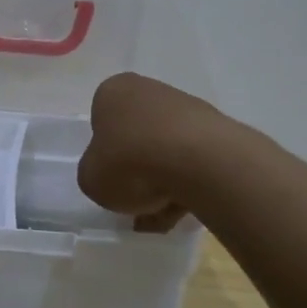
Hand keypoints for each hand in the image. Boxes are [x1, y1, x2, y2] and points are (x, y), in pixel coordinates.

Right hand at [78, 73, 223, 231]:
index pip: (101, 121)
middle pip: (137, 136)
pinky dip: (187, 185)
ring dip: (163, 183)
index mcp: (113, 92)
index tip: (111, 178)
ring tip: (162, 217)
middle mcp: (149, 90)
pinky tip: (185, 210)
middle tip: (136, 202)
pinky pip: (192, 162)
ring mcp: (186, 108)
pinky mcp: (215, 129)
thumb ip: (94, 173)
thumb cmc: (130, 163)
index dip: (104, 154)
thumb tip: (111, 174)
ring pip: (166, 151)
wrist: (198, 162)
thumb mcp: (90, 179)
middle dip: (137, 171)